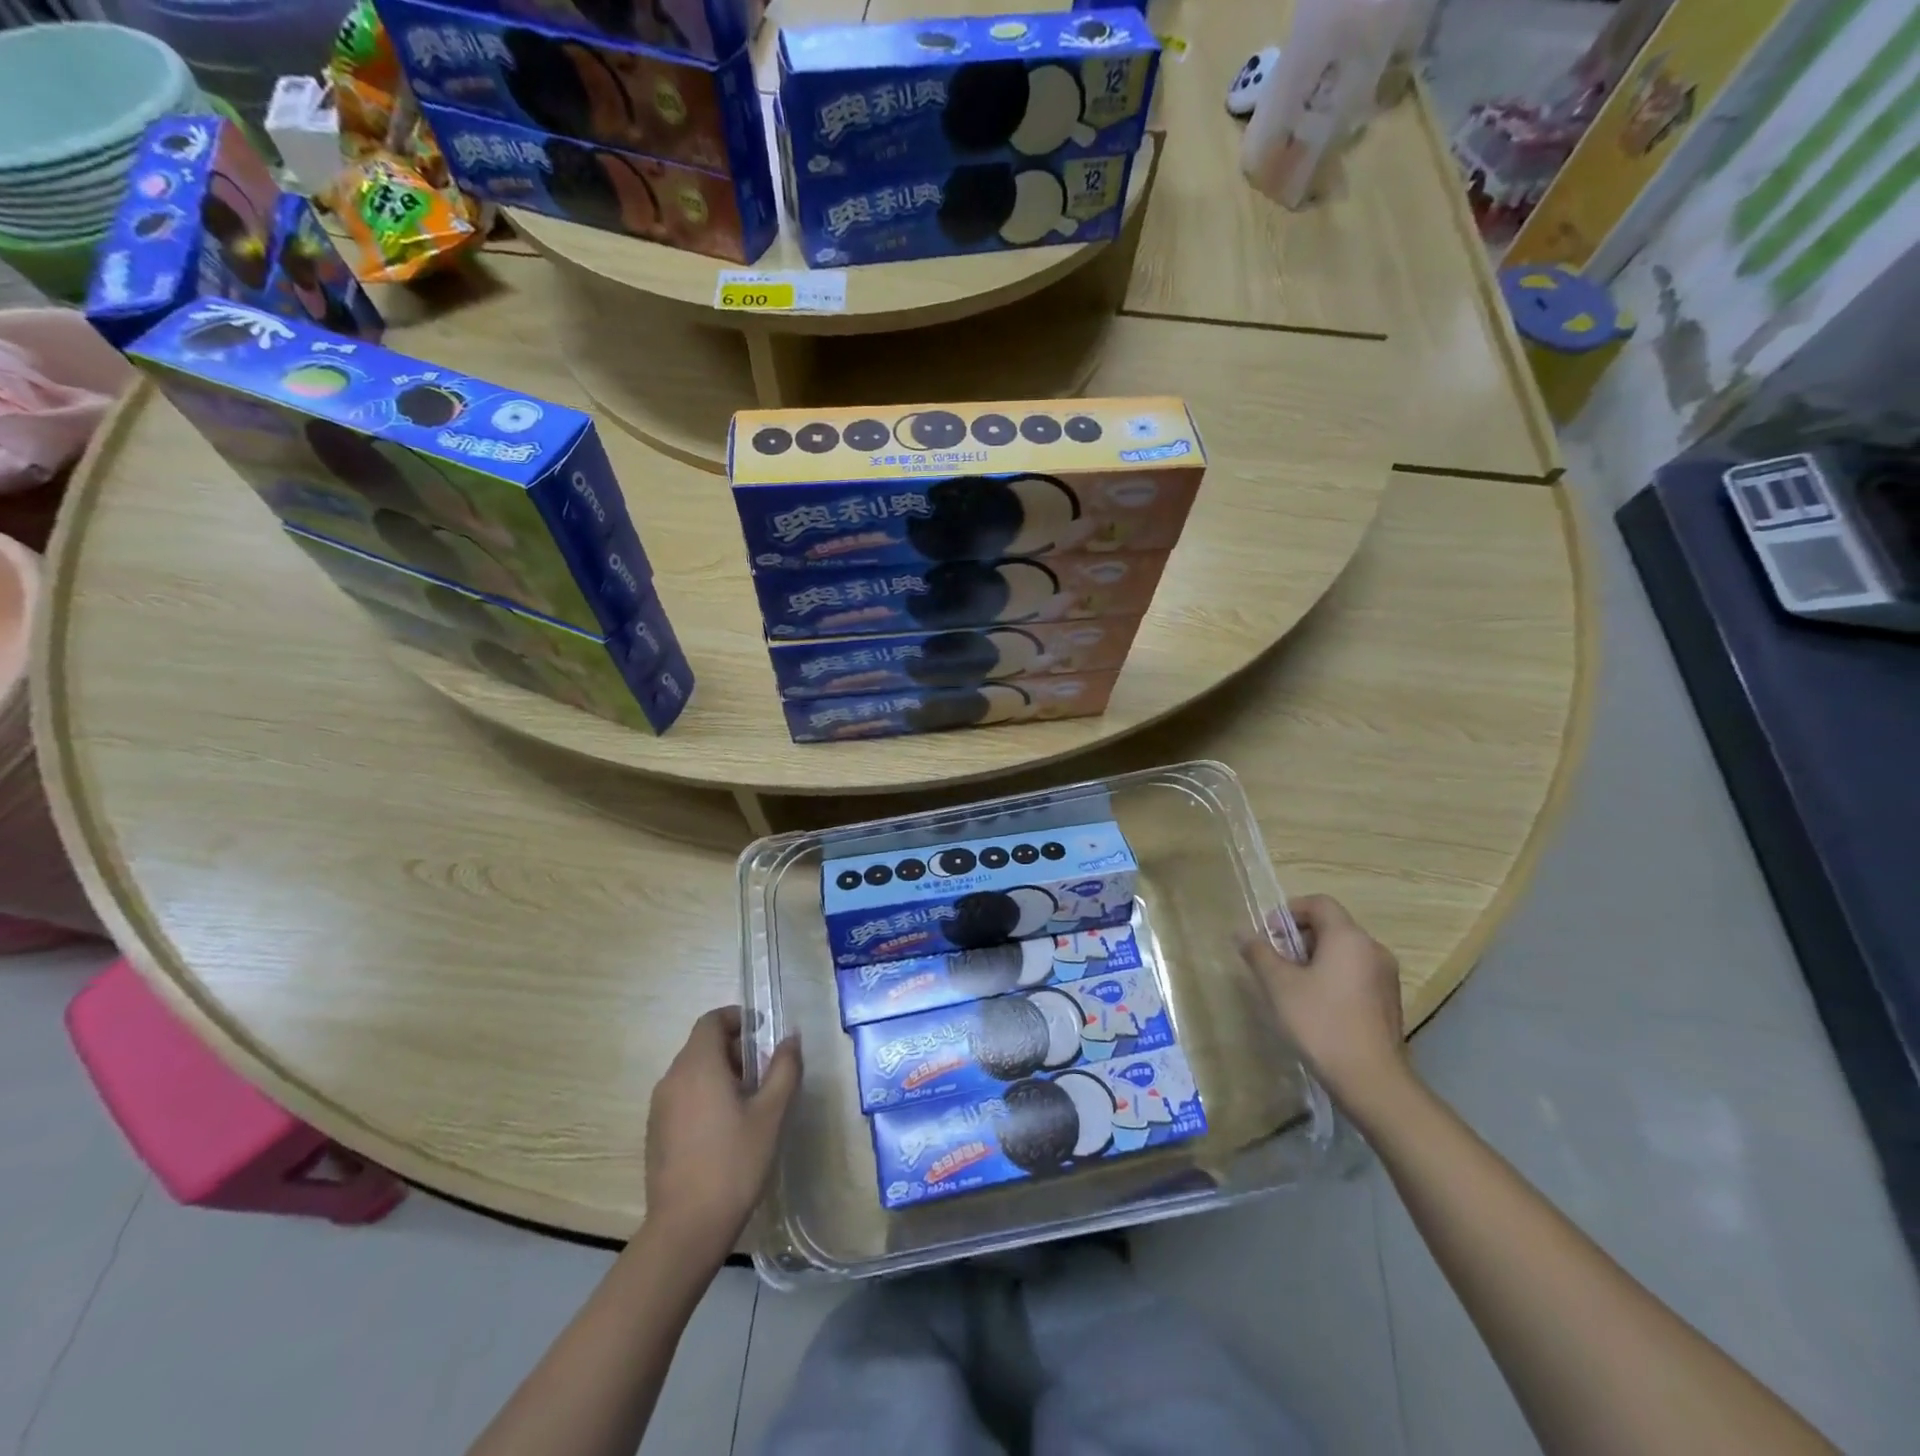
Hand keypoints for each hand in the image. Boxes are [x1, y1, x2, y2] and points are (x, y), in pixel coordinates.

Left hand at [643, 1007, 800, 1262]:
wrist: (686, 1228)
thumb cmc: (734, 1162)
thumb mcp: (771, 1113)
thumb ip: (784, 1068)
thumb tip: (791, 1038)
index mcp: (697, 1066)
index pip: (711, 1021)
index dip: (737, 1019)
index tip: (762, 1032)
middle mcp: (672, 1079)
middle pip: (701, 1045)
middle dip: (734, 1049)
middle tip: (764, 1071)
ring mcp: (659, 1108)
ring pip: (692, 1072)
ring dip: (720, 1073)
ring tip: (749, 1101)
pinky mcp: (655, 1133)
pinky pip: (682, 1096)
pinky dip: (704, 1095)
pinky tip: (725, 1128)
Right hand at [1238, 894, 1409, 1111]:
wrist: (1371, 1080)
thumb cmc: (1320, 1023)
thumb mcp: (1279, 985)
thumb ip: (1259, 953)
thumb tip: (1242, 932)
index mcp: (1348, 937)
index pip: (1319, 903)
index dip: (1289, 911)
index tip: (1270, 935)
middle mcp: (1373, 949)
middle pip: (1332, 927)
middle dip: (1300, 938)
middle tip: (1276, 962)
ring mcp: (1386, 977)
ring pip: (1345, 952)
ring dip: (1316, 959)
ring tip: (1293, 986)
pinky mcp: (1390, 1002)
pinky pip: (1357, 974)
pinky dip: (1334, 978)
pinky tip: (1317, 1007)